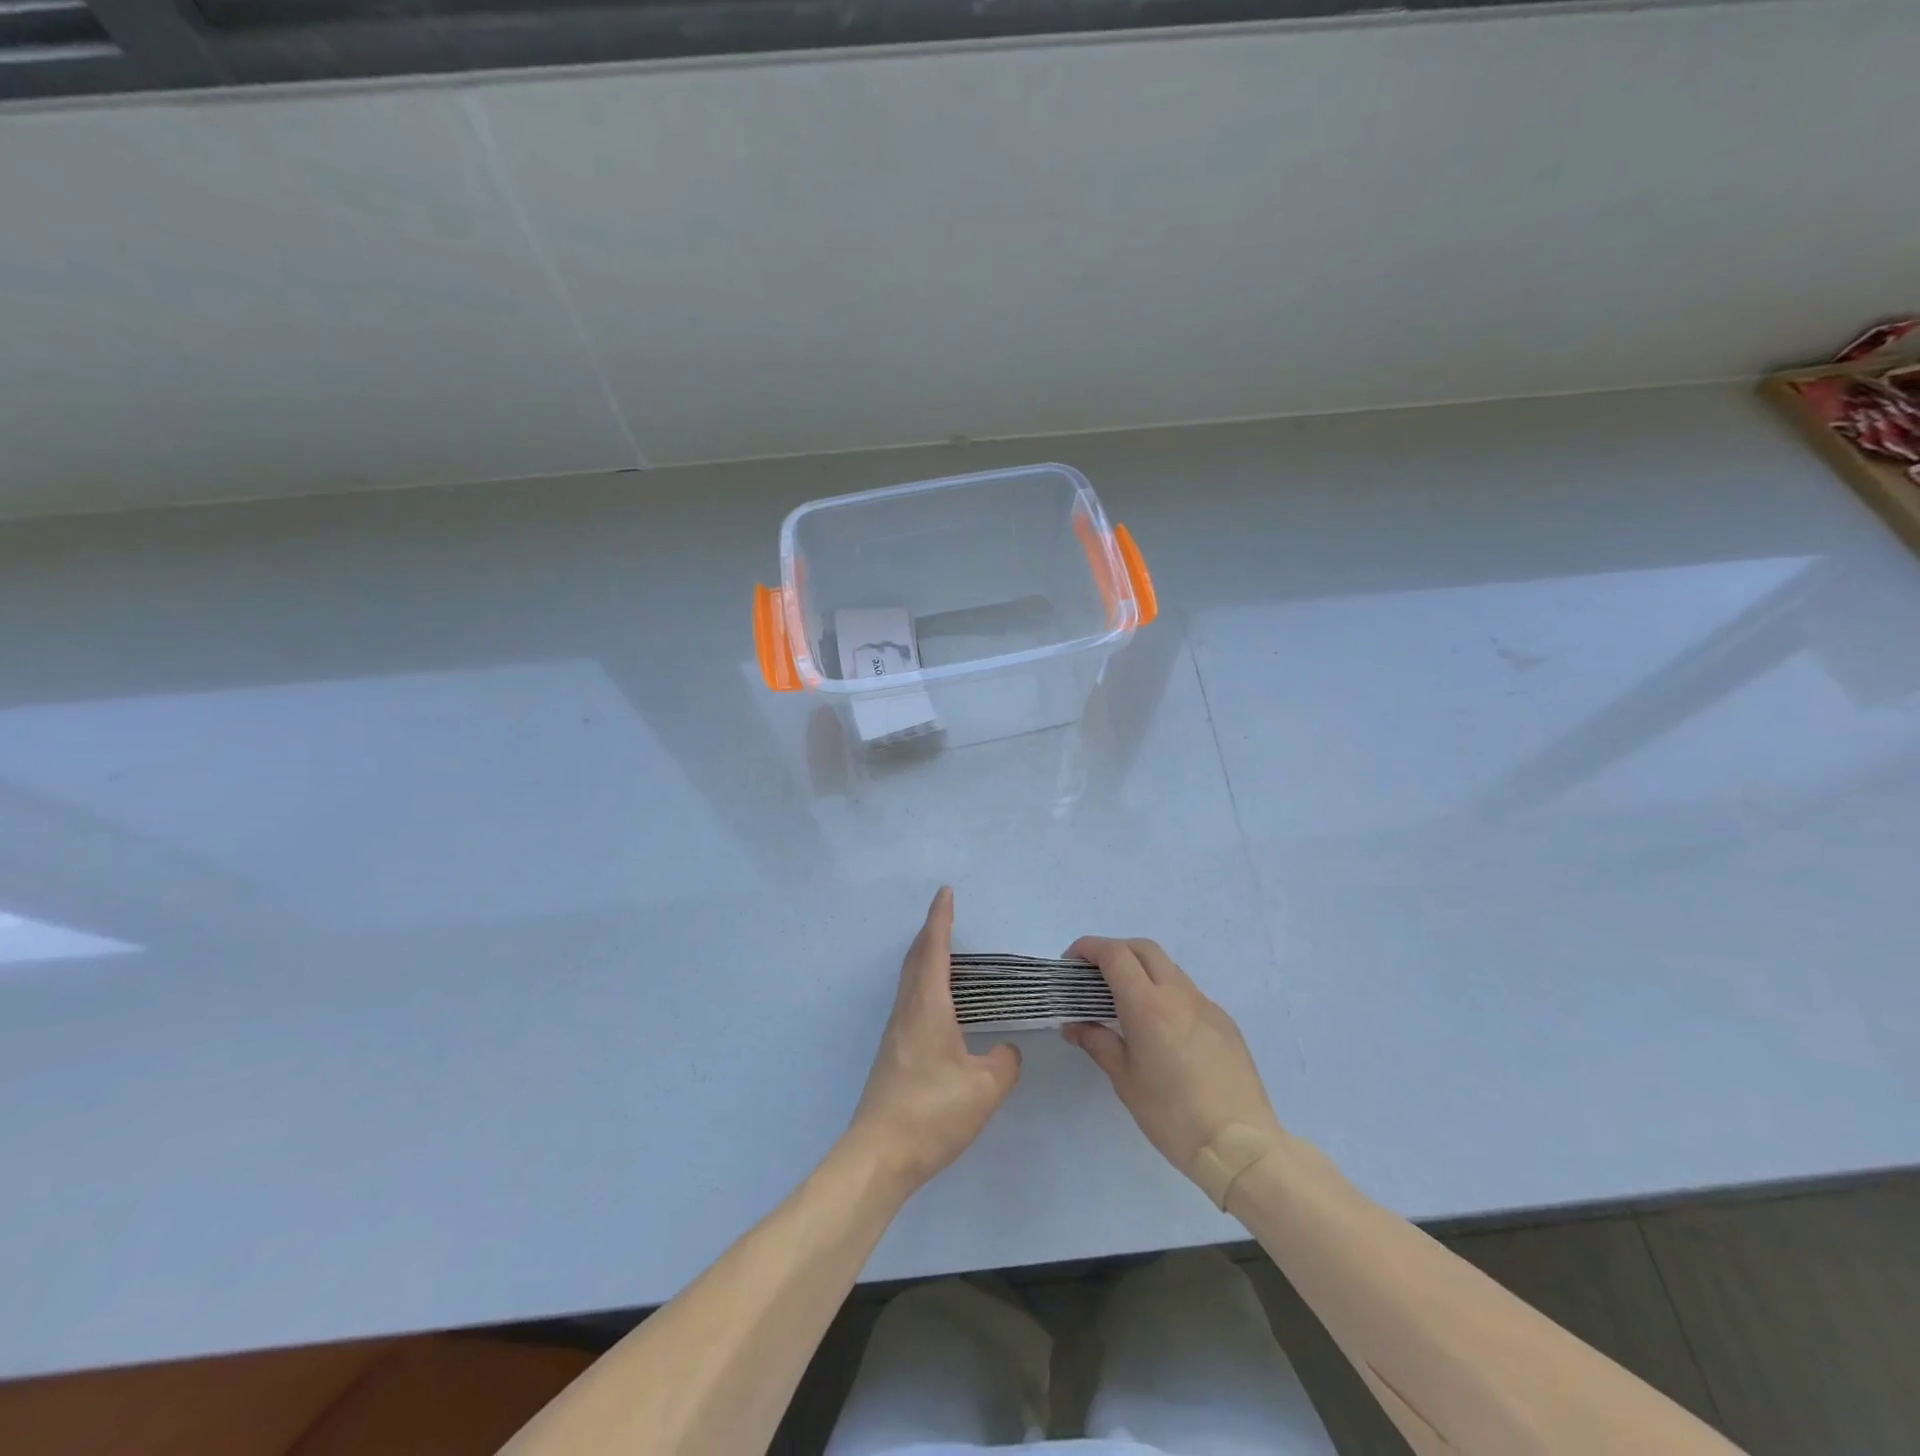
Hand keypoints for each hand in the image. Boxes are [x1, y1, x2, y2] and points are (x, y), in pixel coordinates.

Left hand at [846, 888, 1021, 1192]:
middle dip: (931, 932)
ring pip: (910, 979)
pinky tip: (940, 1003)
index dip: (941, 919)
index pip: (934, 950)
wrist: (880, 1154)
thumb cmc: (932, 1113)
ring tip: (947, 953)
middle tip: (947, 915)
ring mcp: (897, 1032)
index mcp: (928, 1007)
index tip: (946, 892)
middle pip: (916, 958)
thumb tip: (1004, 1051)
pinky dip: (925, 982)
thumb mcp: (984, 1088)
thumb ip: (1003, 1063)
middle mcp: (907, 1010)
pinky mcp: (894, 1052)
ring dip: (926, 957)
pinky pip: (911, 1000)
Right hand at [1062, 937, 1280, 1176]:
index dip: (1089, 948)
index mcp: (1148, 1005)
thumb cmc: (1173, 1116)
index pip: (1115, 954)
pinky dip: (1165, 993)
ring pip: (1168, 968)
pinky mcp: (1224, 1022)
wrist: (1241, 1147)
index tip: (1071, 961)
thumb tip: (1073, 1026)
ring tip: (1125, 1002)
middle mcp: (1178, 994)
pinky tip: (1161, 1029)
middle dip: (1115, 951)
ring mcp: (1206, 1005)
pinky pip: (1188, 993)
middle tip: (1095, 975)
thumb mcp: (1125, 1081)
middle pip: (1143, 949)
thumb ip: (1098, 1043)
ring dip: (1142, 970)